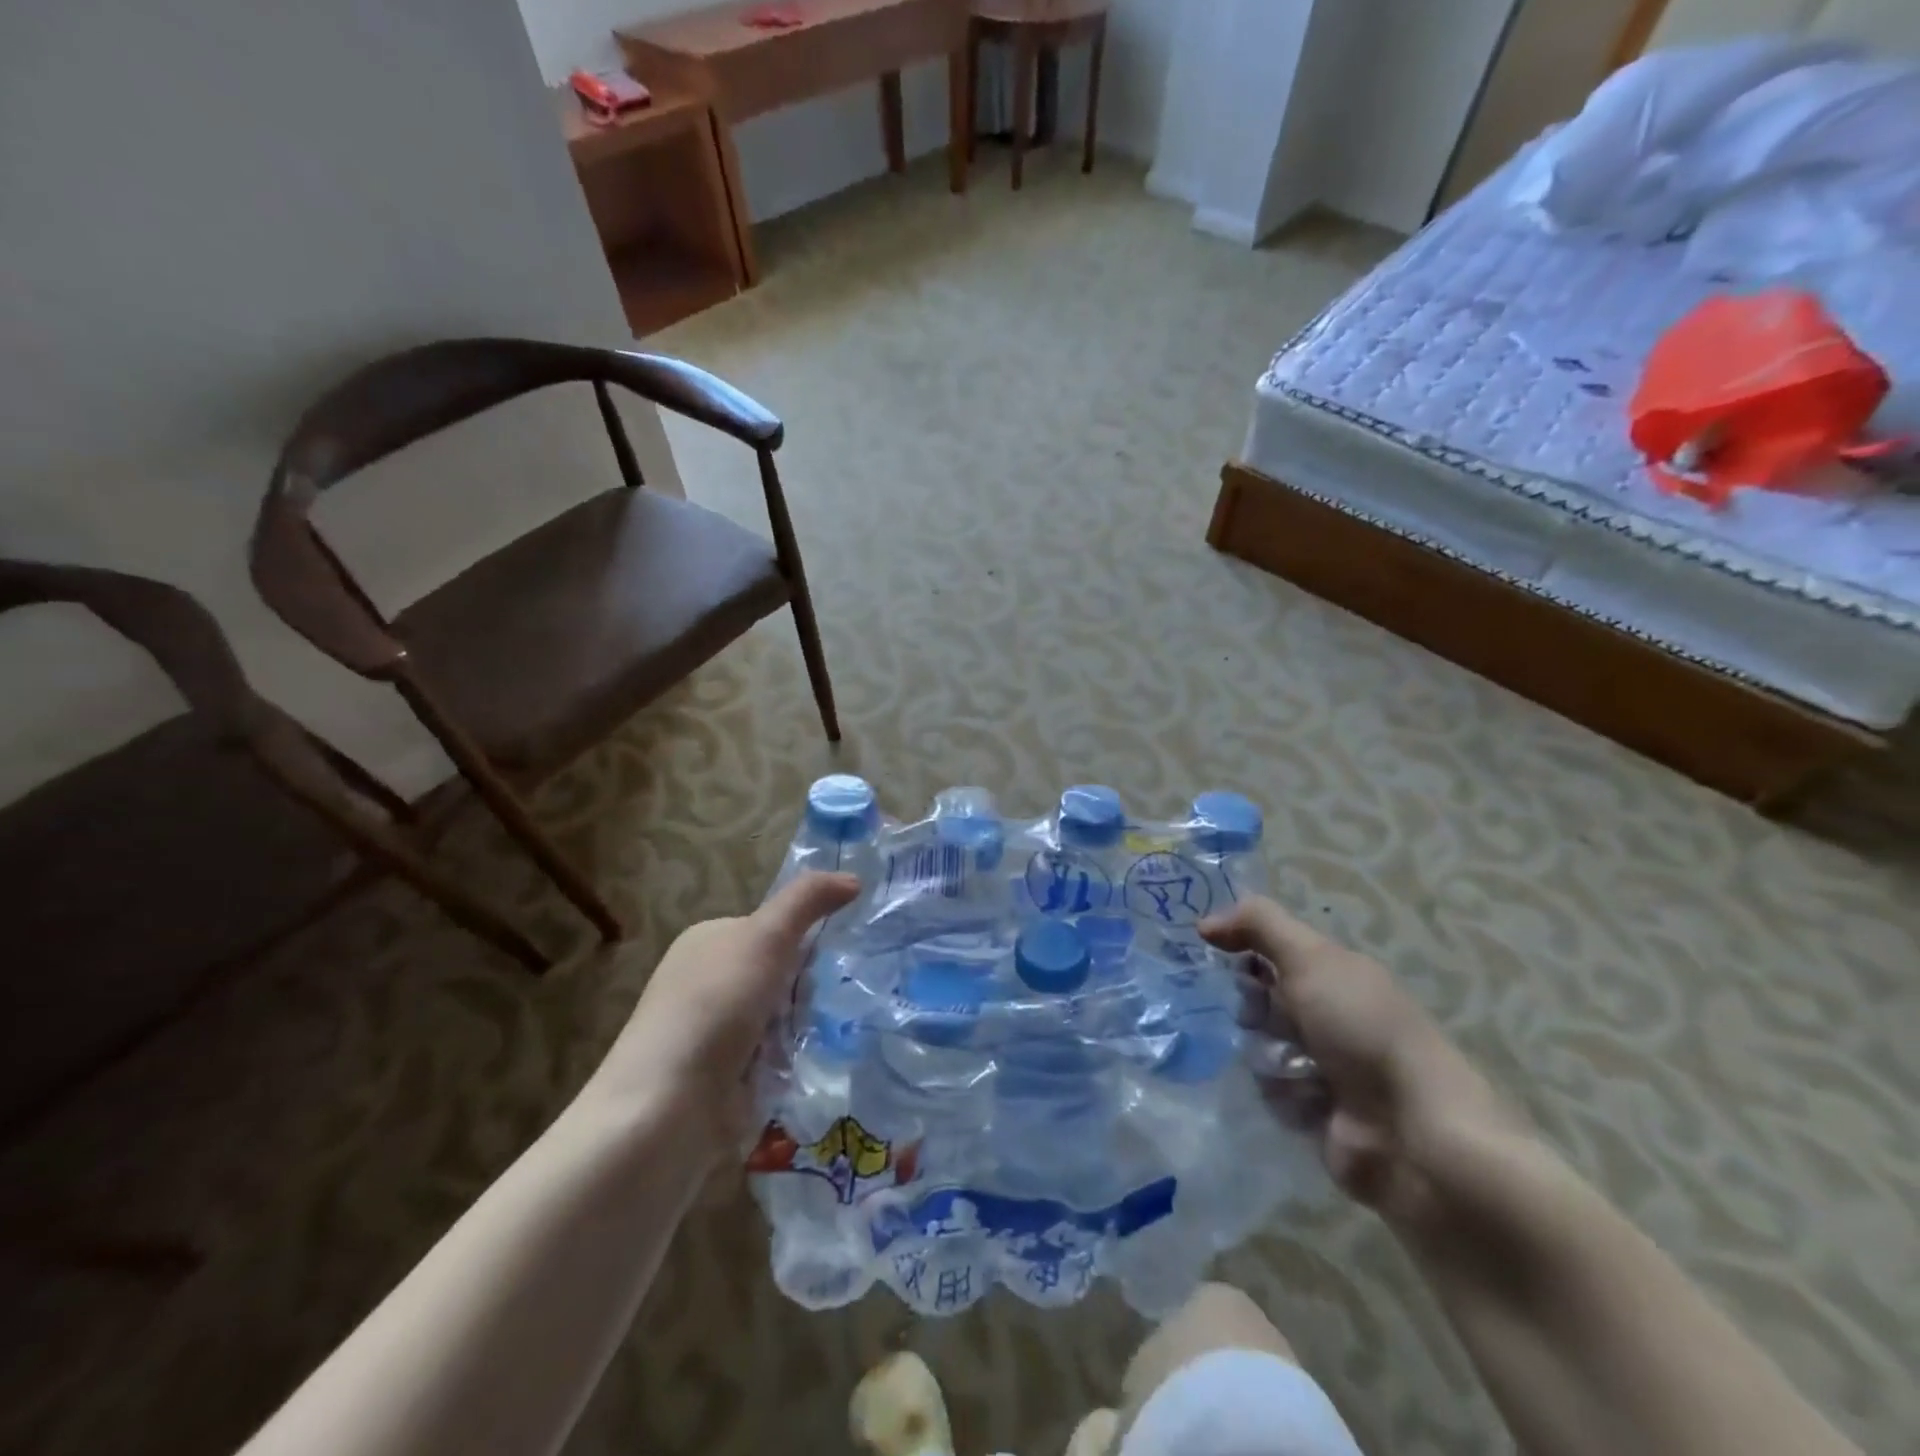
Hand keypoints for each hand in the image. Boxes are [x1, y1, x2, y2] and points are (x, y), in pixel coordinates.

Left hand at [579, 873, 859, 1173]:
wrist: (666, 1109)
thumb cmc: (715, 1007)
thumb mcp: (765, 937)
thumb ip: (808, 901)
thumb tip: (854, 878)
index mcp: (708, 940)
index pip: (774, 928)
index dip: (804, 942)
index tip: (824, 961)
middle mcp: (707, 981)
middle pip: (783, 975)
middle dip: (805, 992)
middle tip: (811, 1007)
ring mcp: (713, 1032)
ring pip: (783, 1018)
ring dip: (801, 1030)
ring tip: (811, 1043)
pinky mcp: (723, 1077)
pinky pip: (774, 1059)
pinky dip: (789, 1064)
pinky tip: (798, 1071)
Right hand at [1201, 897, 1515, 1226]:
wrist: (1415, 1133)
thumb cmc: (1363, 1029)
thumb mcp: (1311, 959)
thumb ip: (1257, 925)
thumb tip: (1203, 922)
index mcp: (1334, 975)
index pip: (1269, 951)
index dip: (1244, 951)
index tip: (1221, 955)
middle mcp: (1329, 1016)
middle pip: (1259, 1000)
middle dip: (1254, 1010)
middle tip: (1262, 1019)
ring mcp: (1323, 1067)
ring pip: (1259, 1048)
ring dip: (1268, 1057)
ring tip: (1293, 1071)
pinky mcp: (1315, 1114)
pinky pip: (1272, 1095)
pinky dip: (1283, 1098)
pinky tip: (1305, 1105)